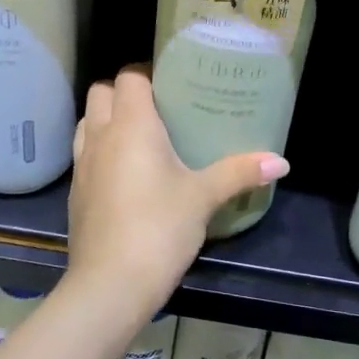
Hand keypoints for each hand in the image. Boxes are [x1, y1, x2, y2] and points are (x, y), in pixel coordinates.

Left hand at [67, 66, 289, 310]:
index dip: (148, 73)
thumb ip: (240, 173)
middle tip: (160, 108)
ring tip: (142, 136)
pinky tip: (127, 174)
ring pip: (88, 122)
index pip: (129, 76)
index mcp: (131, 125)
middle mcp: (100, 136)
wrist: (109, 285)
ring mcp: (82, 165)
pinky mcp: (76, 193)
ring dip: (108, 119)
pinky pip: (85, 154)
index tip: (174, 83)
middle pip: (101, 92)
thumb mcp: (204, 198)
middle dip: (126, 92)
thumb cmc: (159, 229)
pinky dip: (102, 151)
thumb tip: (281, 161)